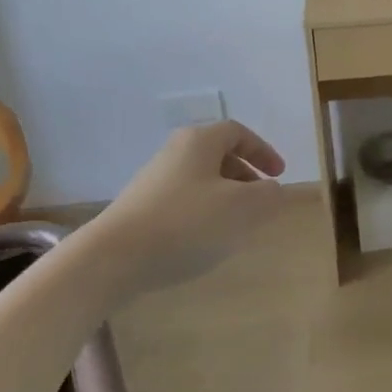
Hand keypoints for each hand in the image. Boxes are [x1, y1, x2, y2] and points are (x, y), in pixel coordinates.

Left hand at [89, 120, 287, 292]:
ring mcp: (154, 180)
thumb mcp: (242, 208)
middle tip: (260, 201)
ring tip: (236, 226)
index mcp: (199, 141)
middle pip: (218, 155)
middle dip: (245, 176)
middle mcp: (175, 152)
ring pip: (201, 180)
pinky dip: (203, 213)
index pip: (237, 133)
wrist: (113, 258)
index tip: (279, 176)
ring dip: (225, 197)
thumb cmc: (186, 223)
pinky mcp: (141, 208)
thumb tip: (273, 189)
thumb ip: (268, 195)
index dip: (263, 151)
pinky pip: (183, 201)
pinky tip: (204, 242)